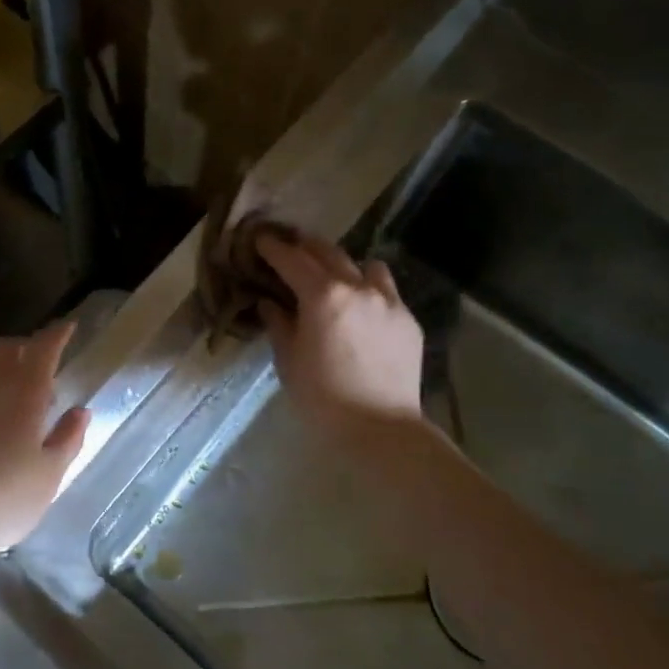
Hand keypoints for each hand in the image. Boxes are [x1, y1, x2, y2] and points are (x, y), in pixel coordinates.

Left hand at [0, 320, 91, 566]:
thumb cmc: (4, 498)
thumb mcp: (50, 474)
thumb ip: (68, 437)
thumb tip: (80, 411)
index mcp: (25, 391)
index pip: (44, 347)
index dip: (58, 333)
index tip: (69, 327)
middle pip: (7, 347)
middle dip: (27, 345)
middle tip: (41, 362)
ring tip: (10, 387)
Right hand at [256, 231, 424, 436]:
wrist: (381, 429)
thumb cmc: (322, 398)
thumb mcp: (289, 361)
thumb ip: (278, 324)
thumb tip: (269, 302)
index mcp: (323, 296)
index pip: (292, 260)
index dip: (273, 247)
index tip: (260, 239)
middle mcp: (358, 287)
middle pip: (328, 252)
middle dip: (305, 247)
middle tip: (290, 247)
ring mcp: (388, 301)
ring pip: (365, 265)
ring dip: (344, 265)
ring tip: (334, 278)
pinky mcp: (408, 319)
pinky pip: (386, 291)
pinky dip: (369, 290)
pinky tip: (362, 310)